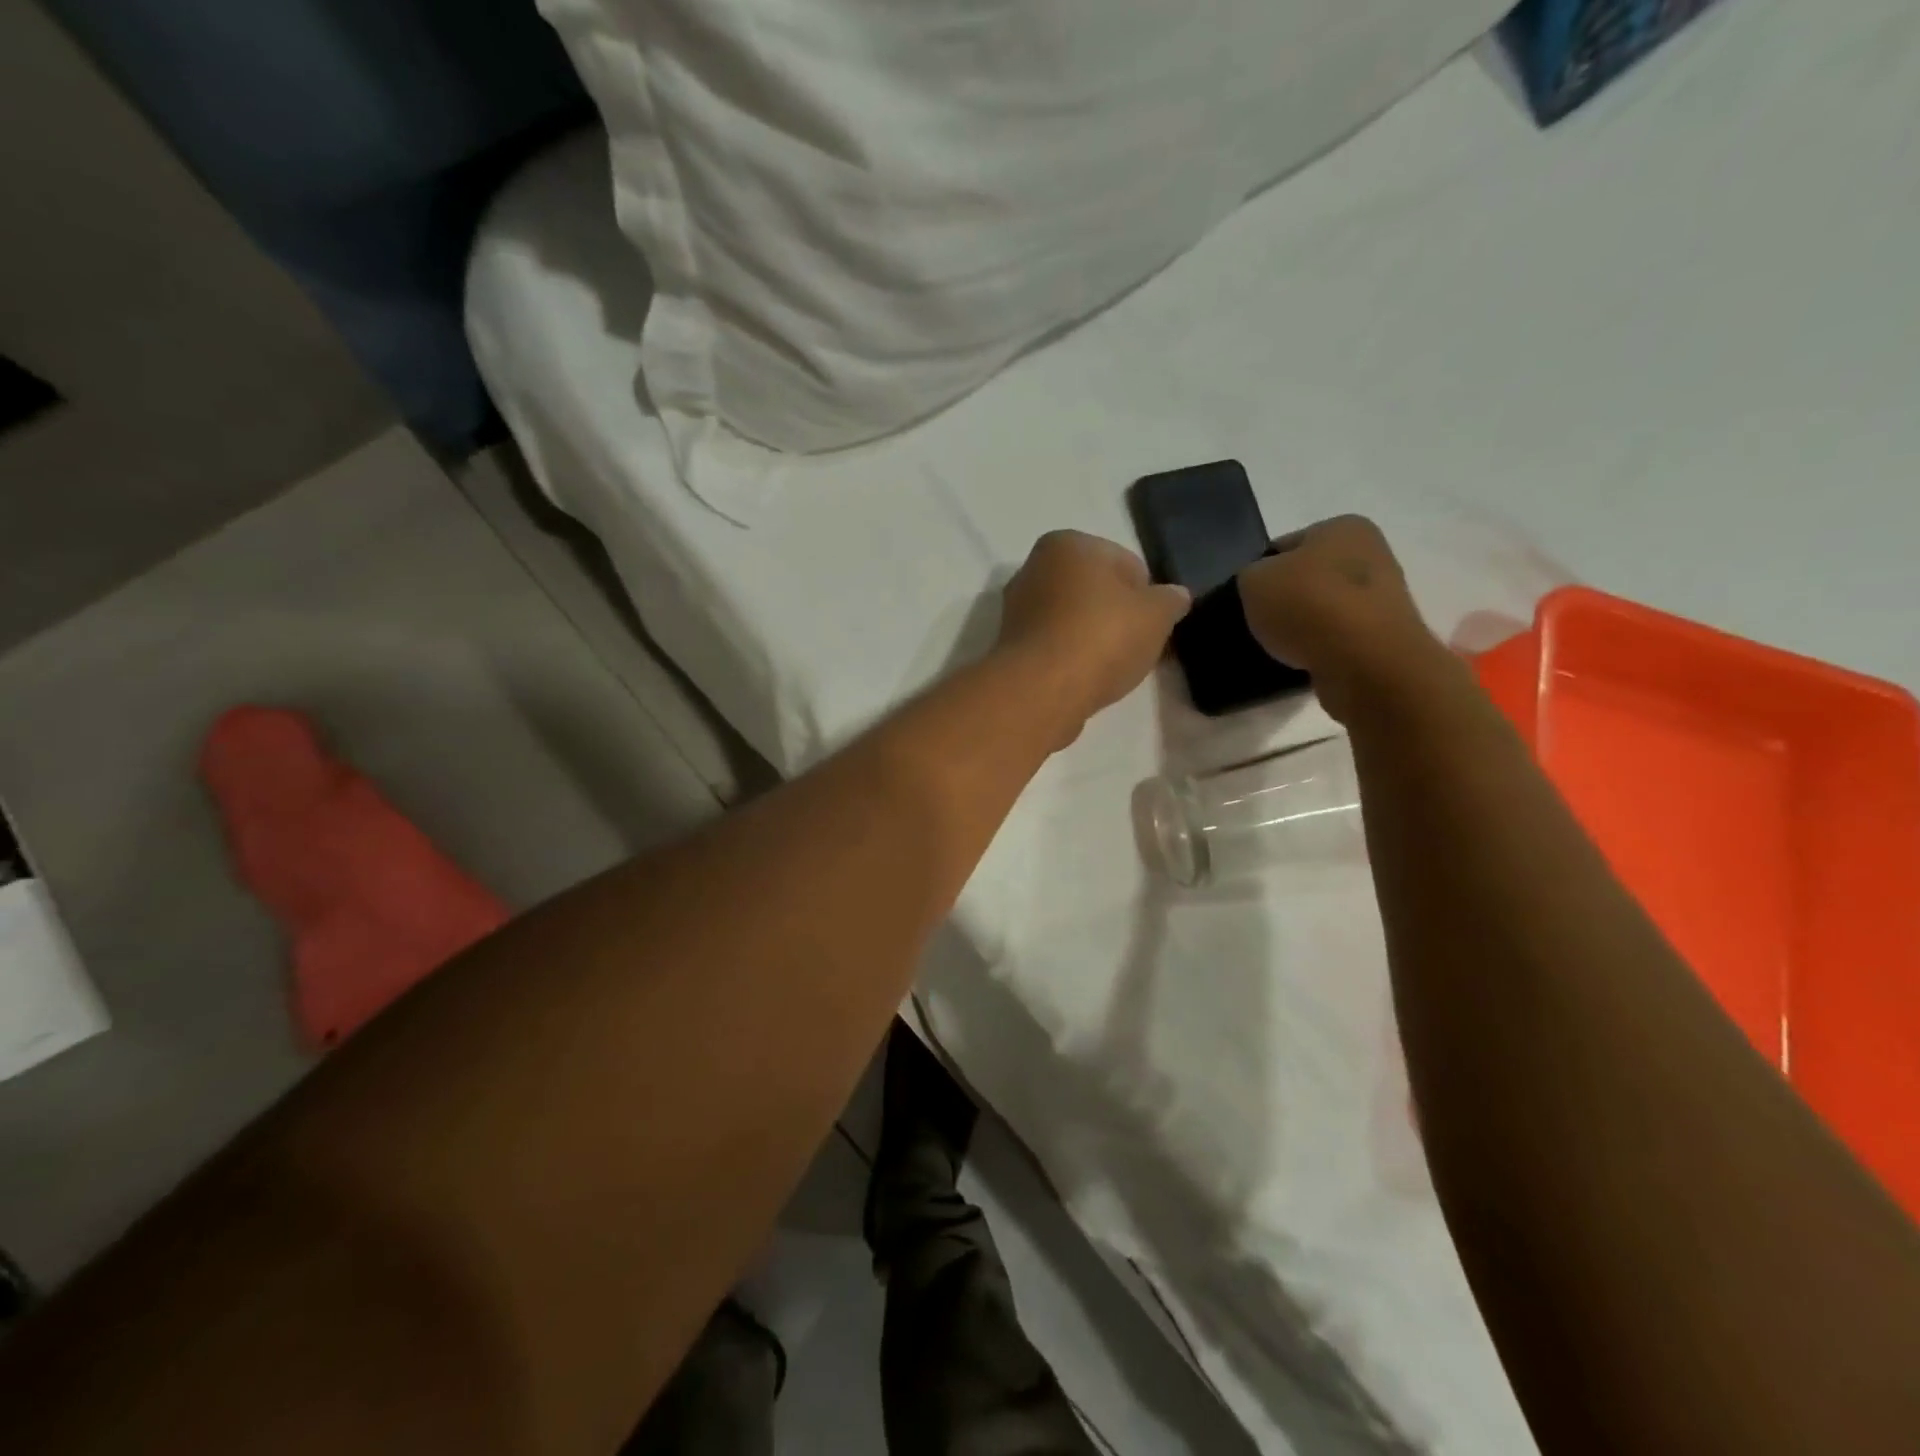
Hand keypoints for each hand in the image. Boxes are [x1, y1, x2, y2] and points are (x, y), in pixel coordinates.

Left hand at [997, 531, 1190, 741]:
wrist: (1041, 690)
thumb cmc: (1102, 636)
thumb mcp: (1156, 614)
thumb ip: (1170, 600)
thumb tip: (1176, 596)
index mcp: (1067, 543)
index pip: (1125, 563)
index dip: (1147, 595)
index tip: (1154, 625)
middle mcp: (1034, 567)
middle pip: (1094, 591)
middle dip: (1117, 615)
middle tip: (1136, 647)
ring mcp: (1017, 609)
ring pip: (1072, 620)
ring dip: (1093, 638)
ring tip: (1110, 667)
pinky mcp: (1010, 647)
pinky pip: (1054, 646)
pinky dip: (1071, 658)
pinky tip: (1084, 678)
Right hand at [1237, 515, 1450, 722]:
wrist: (1364, 660)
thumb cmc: (1307, 604)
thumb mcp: (1253, 580)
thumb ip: (1251, 576)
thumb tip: (1261, 587)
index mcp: (1343, 527)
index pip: (1286, 545)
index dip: (1260, 571)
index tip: (1246, 597)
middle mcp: (1372, 553)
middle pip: (1309, 577)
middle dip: (1285, 599)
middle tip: (1258, 623)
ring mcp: (1383, 597)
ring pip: (1324, 609)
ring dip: (1303, 625)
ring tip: (1279, 647)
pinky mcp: (1385, 637)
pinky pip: (1338, 638)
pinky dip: (1320, 648)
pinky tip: (1303, 660)